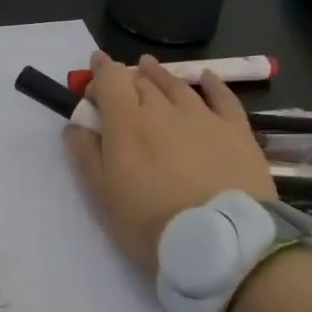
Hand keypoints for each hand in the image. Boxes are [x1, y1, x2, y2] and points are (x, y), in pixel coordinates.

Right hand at [64, 51, 276, 273]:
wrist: (224, 244)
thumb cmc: (152, 224)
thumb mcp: (104, 196)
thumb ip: (86, 155)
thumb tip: (75, 125)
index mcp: (127, 123)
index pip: (110, 79)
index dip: (100, 70)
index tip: (94, 71)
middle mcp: (163, 110)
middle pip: (141, 80)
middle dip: (126, 77)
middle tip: (119, 86)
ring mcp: (203, 117)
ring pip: (176, 84)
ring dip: (159, 74)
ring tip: (149, 67)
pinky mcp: (236, 131)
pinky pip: (223, 97)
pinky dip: (211, 83)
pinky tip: (206, 77)